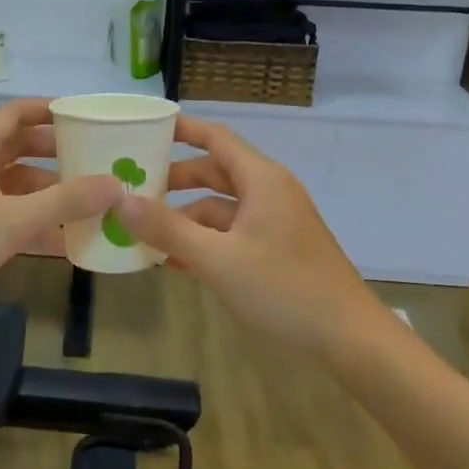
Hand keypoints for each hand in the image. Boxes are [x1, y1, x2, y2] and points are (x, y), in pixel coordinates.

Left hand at [0, 100, 117, 339]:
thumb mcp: (15, 220)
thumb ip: (67, 201)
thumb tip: (116, 184)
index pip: (14, 114)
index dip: (47, 109)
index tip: (83, 115)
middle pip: (19, 148)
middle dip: (55, 152)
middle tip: (95, 158)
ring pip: (17, 185)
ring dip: (49, 191)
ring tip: (90, 200)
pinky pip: (11, 216)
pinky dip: (37, 222)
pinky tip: (67, 239)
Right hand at [116, 116, 378, 357]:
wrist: (349, 339)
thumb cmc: (284, 288)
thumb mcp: (217, 259)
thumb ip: (167, 229)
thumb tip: (120, 201)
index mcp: (261, 179)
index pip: (215, 137)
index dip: (181, 129)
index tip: (145, 129)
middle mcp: (269, 192)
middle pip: (215, 172)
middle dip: (175, 180)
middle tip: (133, 187)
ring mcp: (276, 221)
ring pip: (222, 208)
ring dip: (186, 218)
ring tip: (145, 234)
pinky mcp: (278, 248)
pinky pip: (233, 233)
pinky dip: (206, 241)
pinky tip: (177, 262)